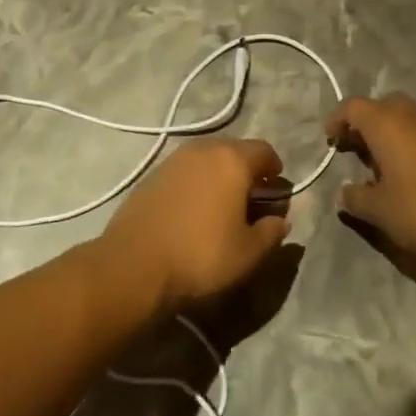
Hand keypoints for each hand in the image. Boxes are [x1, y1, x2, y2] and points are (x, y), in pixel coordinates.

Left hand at [99, 138, 291, 311]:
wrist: (134, 265)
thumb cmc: (201, 256)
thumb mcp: (248, 253)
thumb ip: (271, 232)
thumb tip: (280, 221)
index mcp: (232, 160)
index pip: (264, 151)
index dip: (275, 170)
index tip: (276, 190)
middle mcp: (202, 150)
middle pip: (234, 150)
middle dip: (247, 170)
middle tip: (252, 198)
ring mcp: (173, 161)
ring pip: (206, 158)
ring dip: (219, 175)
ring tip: (222, 204)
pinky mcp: (151, 176)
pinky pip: (184, 171)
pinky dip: (195, 183)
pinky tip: (193, 209)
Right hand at [326, 93, 415, 269]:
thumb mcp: (380, 210)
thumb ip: (356, 198)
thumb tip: (343, 193)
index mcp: (387, 124)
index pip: (353, 106)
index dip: (338, 119)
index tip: (330, 139)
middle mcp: (413, 116)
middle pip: (382, 105)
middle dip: (365, 122)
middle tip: (355, 147)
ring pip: (407, 117)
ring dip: (390, 132)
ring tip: (380, 163)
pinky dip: (411, 142)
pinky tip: (410, 172)